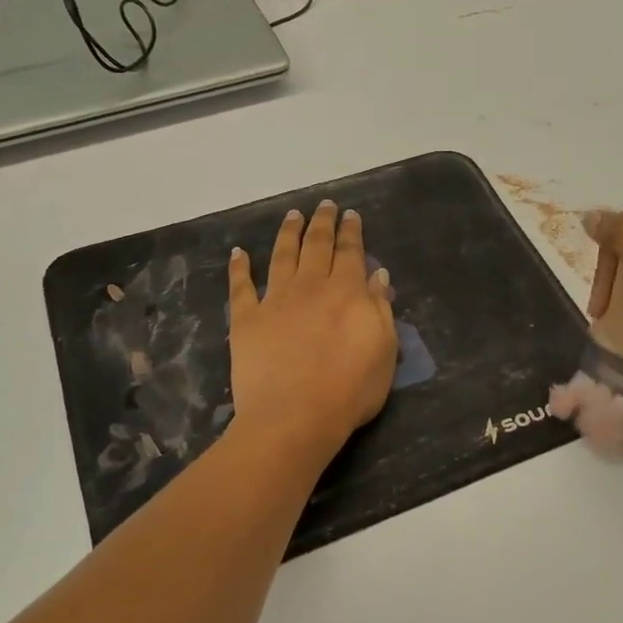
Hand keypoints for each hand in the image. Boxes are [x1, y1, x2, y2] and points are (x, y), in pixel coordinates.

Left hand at [228, 200, 397, 465]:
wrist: (295, 417)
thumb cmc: (350, 390)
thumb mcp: (384, 350)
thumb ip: (380, 309)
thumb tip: (378, 275)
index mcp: (346, 292)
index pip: (350, 252)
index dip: (351, 232)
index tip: (351, 214)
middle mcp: (310, 287)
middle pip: (316, 246)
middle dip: (322, 223)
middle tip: (324, 205)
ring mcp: (275, 301)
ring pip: (282, 256)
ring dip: (287, 233)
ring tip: (292, 215)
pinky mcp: (246, 320)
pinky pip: (241, 287)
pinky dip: (239, 267)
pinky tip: (238, 252)